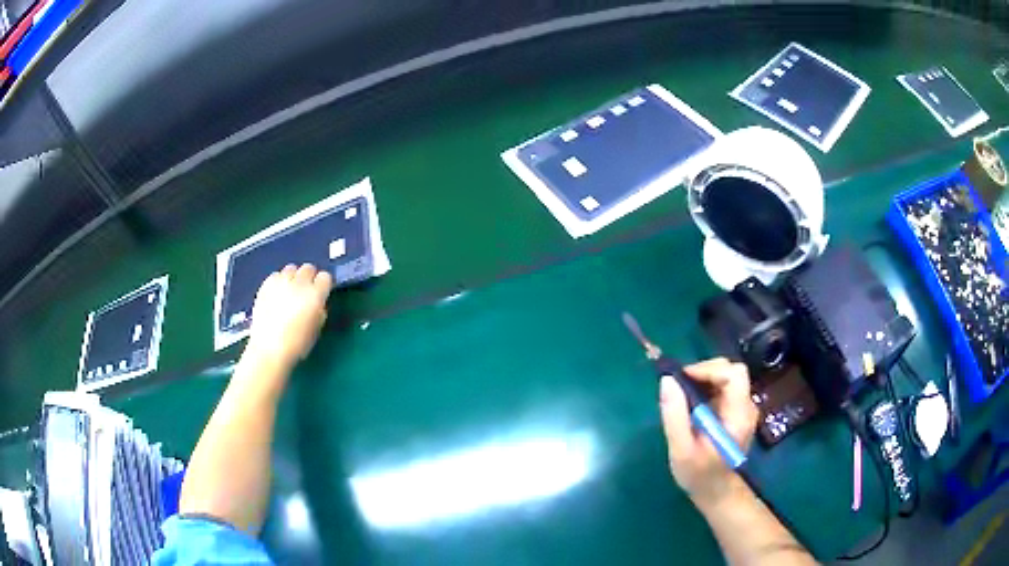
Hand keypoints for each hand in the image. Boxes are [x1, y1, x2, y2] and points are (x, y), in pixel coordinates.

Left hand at [245, 264, 332, 369]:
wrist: (269, 349)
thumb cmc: (296, 345)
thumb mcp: (316, 329)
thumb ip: (319, 310)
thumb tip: (318, 302)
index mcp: (315, 295)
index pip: (325, 277)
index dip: (323, 285)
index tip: (321, 291)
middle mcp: (298, 284)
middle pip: (308, 268)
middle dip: (309, 277)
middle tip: (305, 291)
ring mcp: (280, 282)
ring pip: (291, 268)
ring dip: (293, 277)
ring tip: (290, 291)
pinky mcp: (265, 285)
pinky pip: (276, 275)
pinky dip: (279, 281)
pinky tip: (277, 294)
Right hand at [659, 358, 757, 507]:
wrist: (716, 492)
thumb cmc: (699, 474)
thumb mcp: (681, 449)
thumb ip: (675, 415)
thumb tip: (667, 380)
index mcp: (738, 415)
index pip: (734, 374)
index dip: (708, 369)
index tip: (683, 379)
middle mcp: (746, 407)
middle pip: (732, 371)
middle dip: (705, 371)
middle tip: (680, 386)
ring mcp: (743, 408)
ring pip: (727, 377)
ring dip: (704, 379)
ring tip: (683, 395)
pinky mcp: (736, 411)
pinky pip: (724, 388)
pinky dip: (707, 387)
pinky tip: (692, 404)